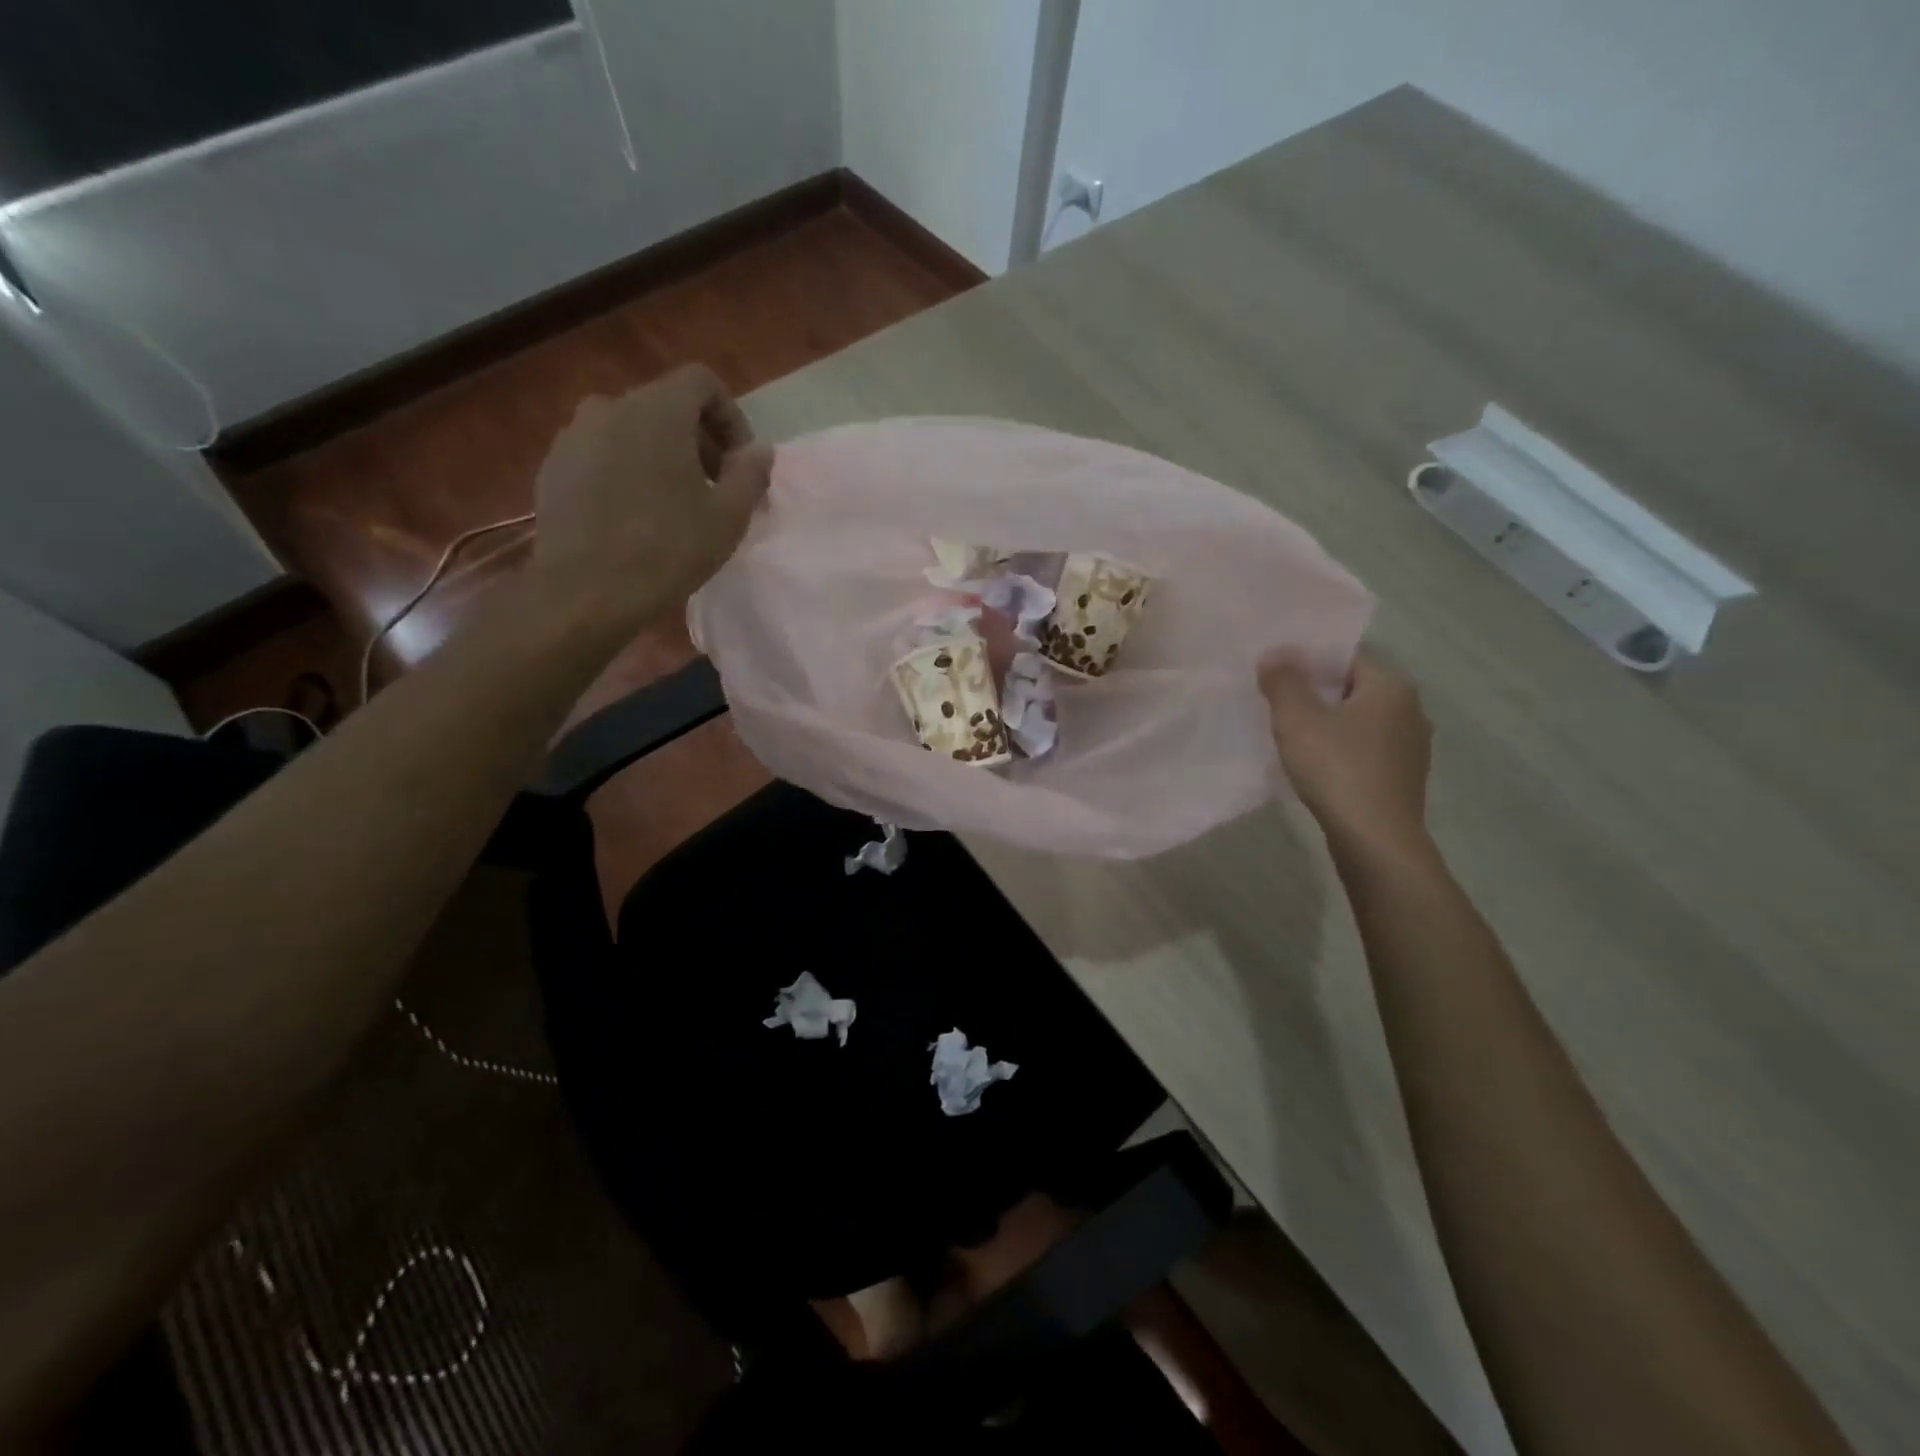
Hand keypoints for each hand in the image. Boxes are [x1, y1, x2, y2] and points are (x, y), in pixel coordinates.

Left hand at [531, 365, 773, 627]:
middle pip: (666, 405)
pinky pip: (601, 454)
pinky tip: (634, 516)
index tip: (739, 462)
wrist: (585, 590)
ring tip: (674, 503)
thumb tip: (759, 451)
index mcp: (657, 410)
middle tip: (714, 487)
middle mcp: (611, 407)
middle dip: (698, 440)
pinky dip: (626, 470)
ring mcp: (574, 435)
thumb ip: (750, 474)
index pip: (701, 381)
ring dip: (660, 455)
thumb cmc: (667, 549)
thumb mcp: (728, 517)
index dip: (730, 416)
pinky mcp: (553, 466)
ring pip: (631, 430)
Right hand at [1259, 650, 1433, 856]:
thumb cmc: (1337, 768)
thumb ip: (1283, 682)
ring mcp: (1410, 746)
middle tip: (1274, 699)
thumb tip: (1274, 653)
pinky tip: (1314, 762)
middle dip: (1315, 691)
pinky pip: (1364, 748)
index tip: (1274, 671)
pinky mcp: (1401, 777)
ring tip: (1289, 731)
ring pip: (1359, 720)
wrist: (1375, 839)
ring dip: (1327, 722)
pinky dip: (1339, 748)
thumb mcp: (1297, 720)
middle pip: (1353, 687)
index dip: (1307, 659)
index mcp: (1391, 686)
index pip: (1346, 656)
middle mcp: (1410, 709)